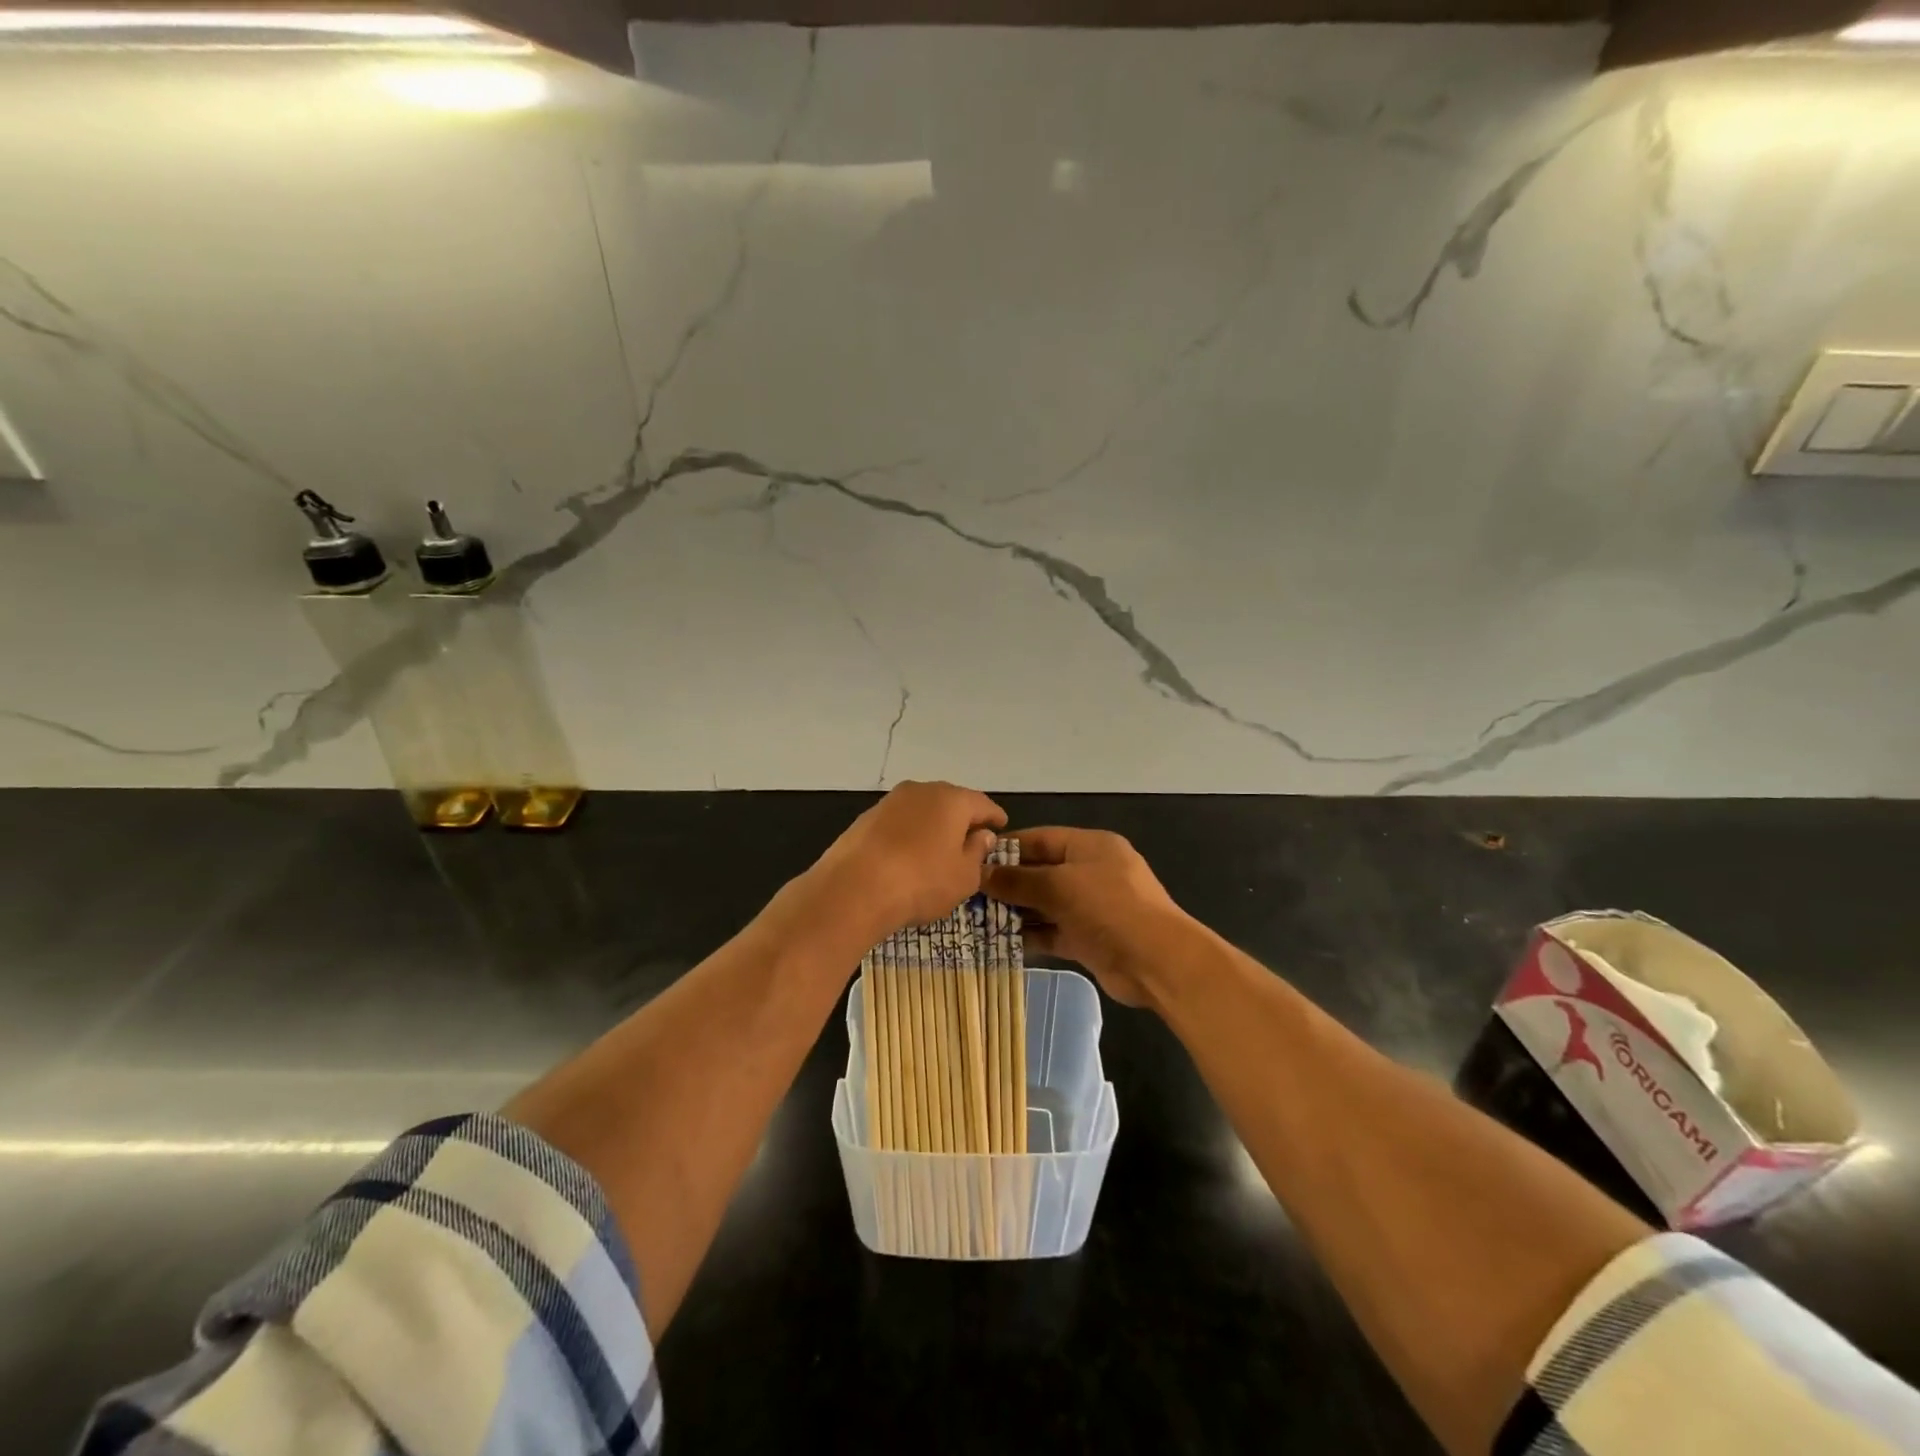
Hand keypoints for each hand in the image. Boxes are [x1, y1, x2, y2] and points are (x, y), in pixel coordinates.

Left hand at [807, 781, 1006, 942]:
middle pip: (950, 802)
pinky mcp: (865, 819)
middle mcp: (921, 790)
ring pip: (922, 810)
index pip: (982, 803)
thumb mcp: (963, 876)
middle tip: (971, 840)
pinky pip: (898, 823)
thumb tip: (981, 835)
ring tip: (939, 850)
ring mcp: (890, 802)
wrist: (853, 889)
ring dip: (933, 826)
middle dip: (962, 819)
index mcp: (952, 799)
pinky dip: (909, 835)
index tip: (1001, 826)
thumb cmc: (922, 882)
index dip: (994, 817)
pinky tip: (908, 855)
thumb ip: (977, 852)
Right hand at [982, 828, 1189, 1008]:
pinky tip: (999, 942)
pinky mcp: (1089, 938)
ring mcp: (1091, 907)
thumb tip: (981, 874)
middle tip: (968, 894)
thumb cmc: (1109, 908)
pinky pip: (1052, 931)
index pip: (1040, 839)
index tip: (973, 859)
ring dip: (1015, 912)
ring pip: (1045, 904)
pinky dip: (1030, 936)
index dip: (1007, 848)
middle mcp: (1091, 872)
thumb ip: (1018, 880)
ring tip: (975, 920)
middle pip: (1041, 872)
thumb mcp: (1060, 886)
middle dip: (1007, 884)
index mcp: (1090, 846)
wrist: (1157, 962)